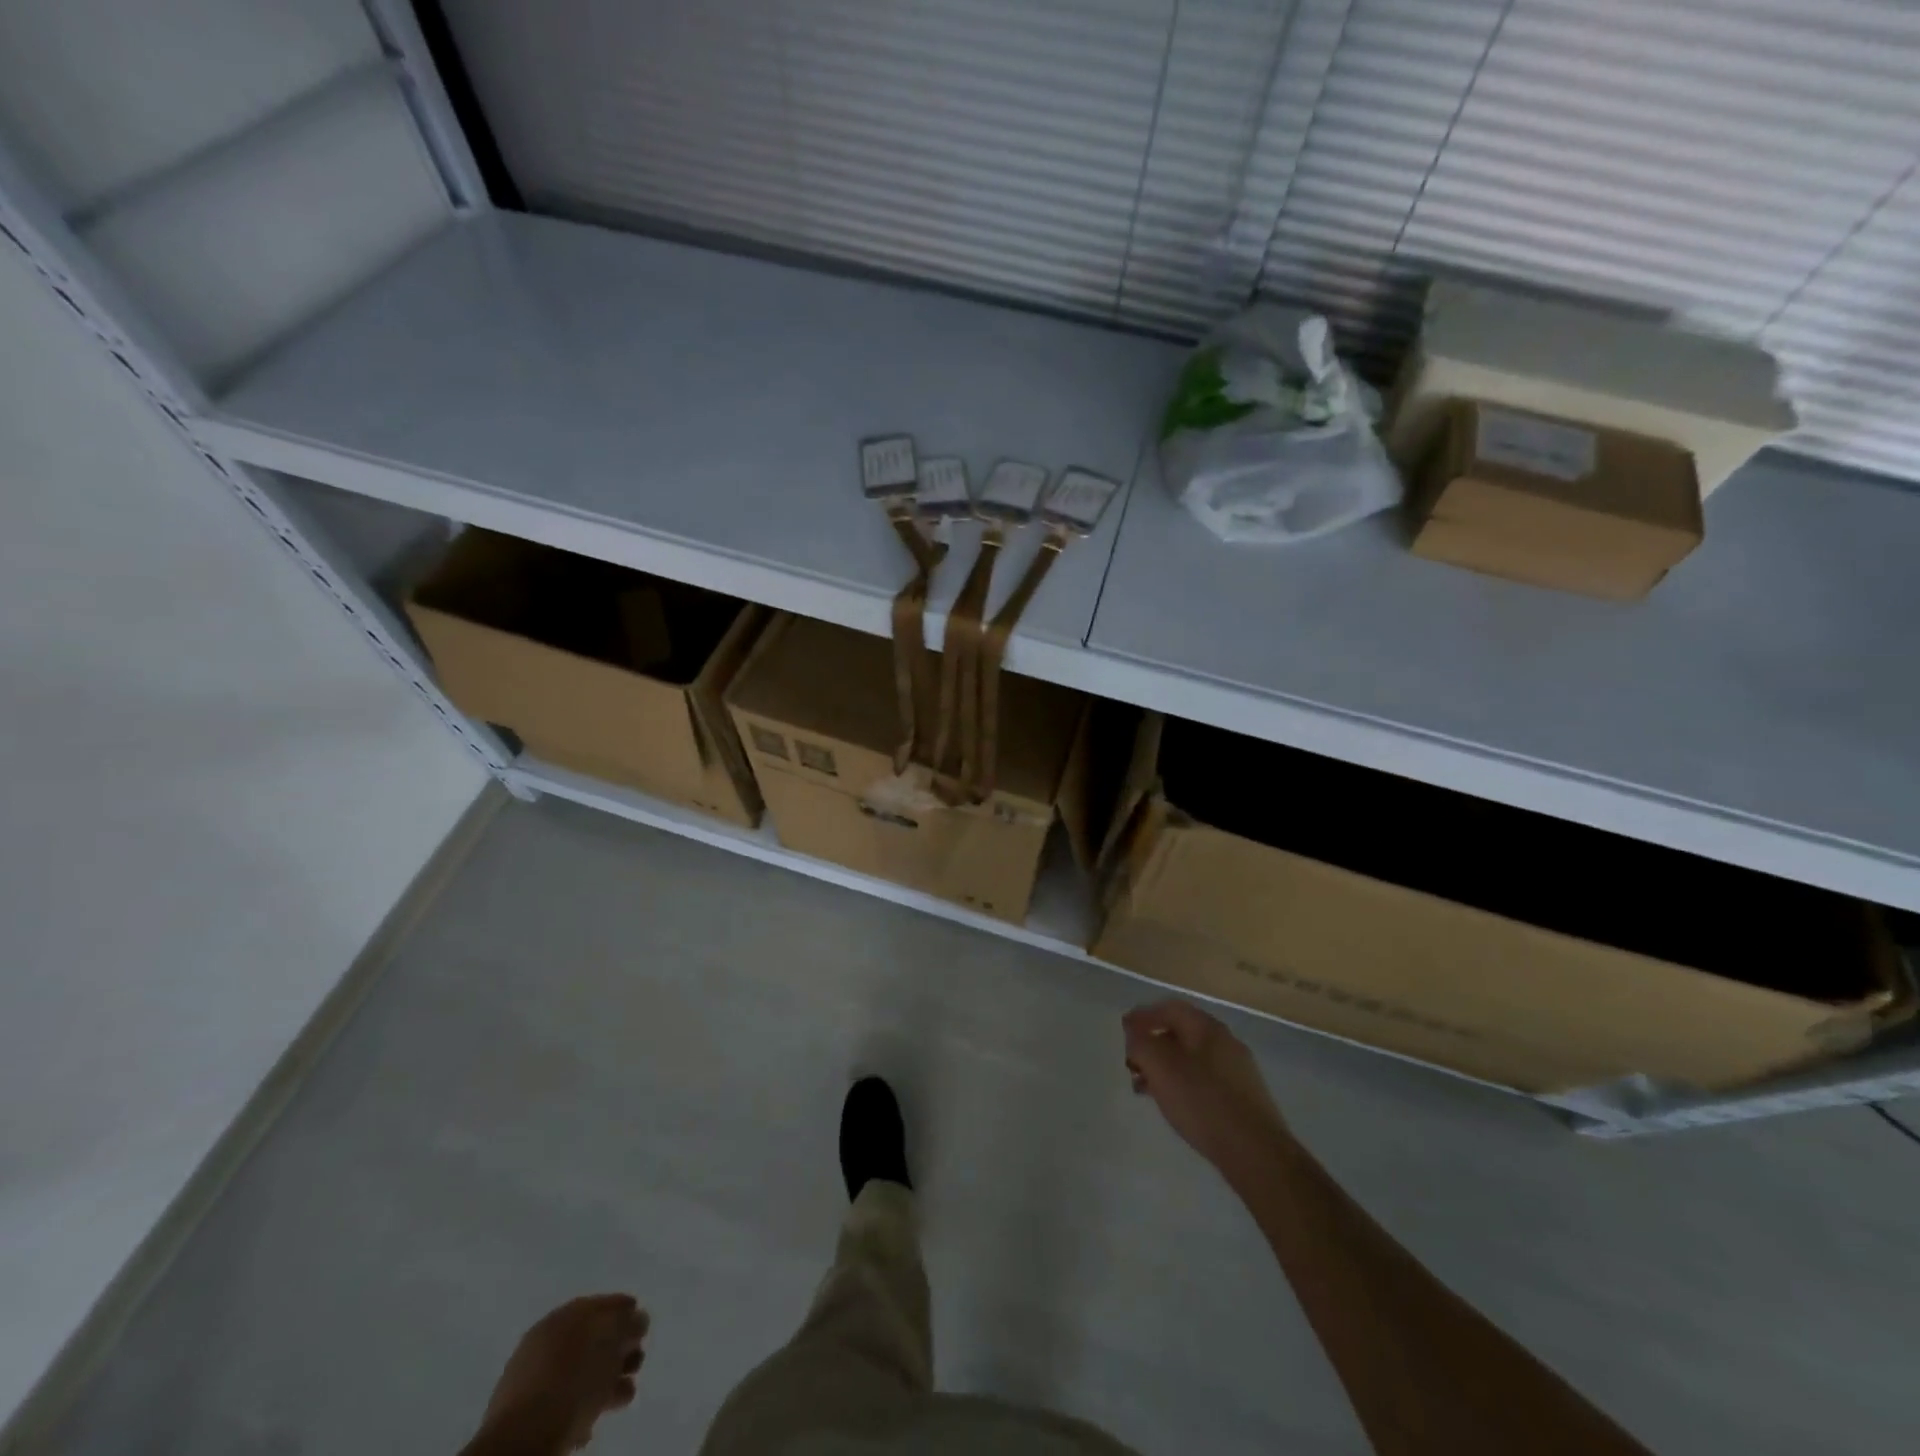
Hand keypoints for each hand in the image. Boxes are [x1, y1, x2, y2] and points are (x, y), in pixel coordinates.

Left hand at [475, 1294, 647, 1453]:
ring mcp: (532, 1376)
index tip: (643, 1327)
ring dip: (606, 1380)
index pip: (602, 1303)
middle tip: (636, 1363)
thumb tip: (638, 1318)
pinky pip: (564, 1400)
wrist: (522, 1438)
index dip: (626, 1311)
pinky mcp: (526, 1413)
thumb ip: (629, 1322)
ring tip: (624, 1395)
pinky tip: (594, 1419)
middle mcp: (546, 1338)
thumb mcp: (612, 1340)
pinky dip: (583, 1405)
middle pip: (592, 1338)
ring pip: (580, 1371)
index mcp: (565, 1314)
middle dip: (618, 1350)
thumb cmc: (573, 1378)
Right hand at [1124, 1000, 1287, 1176]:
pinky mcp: (1242, 1098)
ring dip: (1165, 1067)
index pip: (1170, 1008)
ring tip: (1145, 1089)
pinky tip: (1173, 1104)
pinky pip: (1204, 1080)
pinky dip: (1182, 1084)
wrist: (1256, 1154)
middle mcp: (1225, 1042)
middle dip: (1152, 1045)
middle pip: (1180, 1033)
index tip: (1123, 1031)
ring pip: (1191, 1059)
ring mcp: (1237, 1071)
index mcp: (1207, 1028)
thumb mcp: (1160, 1068)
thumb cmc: (1203, 1102)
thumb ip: (1141, 1044)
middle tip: (1132, 1064)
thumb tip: (1134, 1032)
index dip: (1143, 1016)